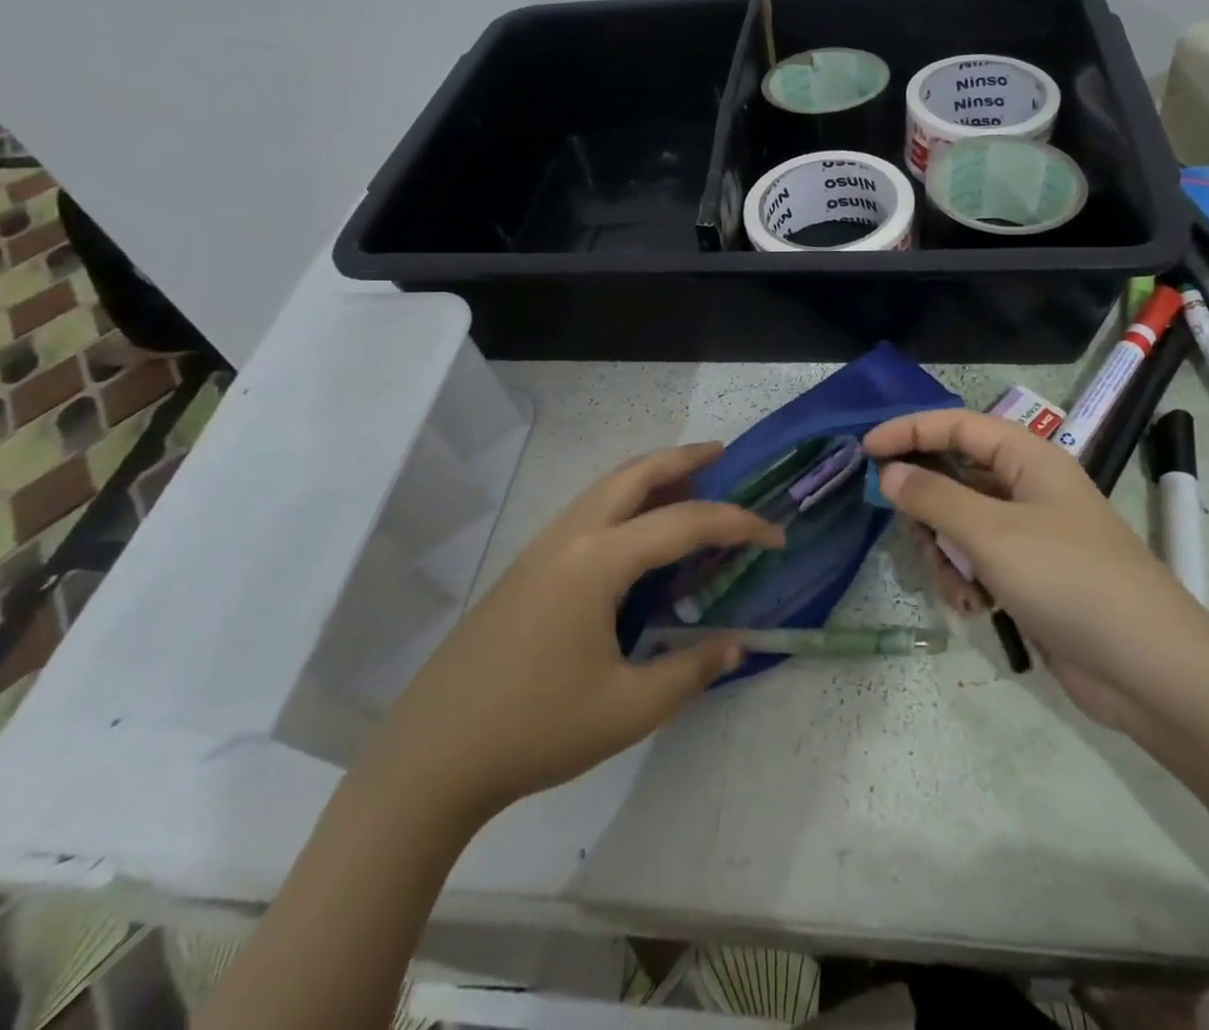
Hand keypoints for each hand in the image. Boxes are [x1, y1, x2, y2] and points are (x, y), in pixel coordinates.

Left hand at [367, 443, 780, 821]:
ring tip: (689, 484)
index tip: (775, 537)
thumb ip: (690, 669)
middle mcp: (570, 536)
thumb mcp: (628, 708)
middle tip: (724, 454)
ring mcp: (542, 547)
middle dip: (682, 457)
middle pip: (634, 473)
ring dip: (650, 475)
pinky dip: (624, 500)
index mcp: (598, 560)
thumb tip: (736, 644)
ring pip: (606, 487)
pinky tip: (638, 533)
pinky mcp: (527, 566)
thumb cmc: (536, 728)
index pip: (684, 522)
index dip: (737, 524)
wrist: (433, 753)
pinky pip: (588, 511)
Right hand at [864, 410, 1208, 728]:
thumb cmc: (1068, 579)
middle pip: (954, 477)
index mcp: (1029, 458)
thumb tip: (889, 472)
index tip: (865, 450)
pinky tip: (975, 607)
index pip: (957, 425)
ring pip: (960, 524)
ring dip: (945, 554)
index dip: (908, 431)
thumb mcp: (991, 533)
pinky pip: (978, 561)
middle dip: (927, 508)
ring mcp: (1030, 534)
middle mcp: (1029, 488)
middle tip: (913, 536)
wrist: (1148, 668)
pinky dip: (967, 580)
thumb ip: (933, 497)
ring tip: (957, 585)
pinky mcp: (1030, 576)